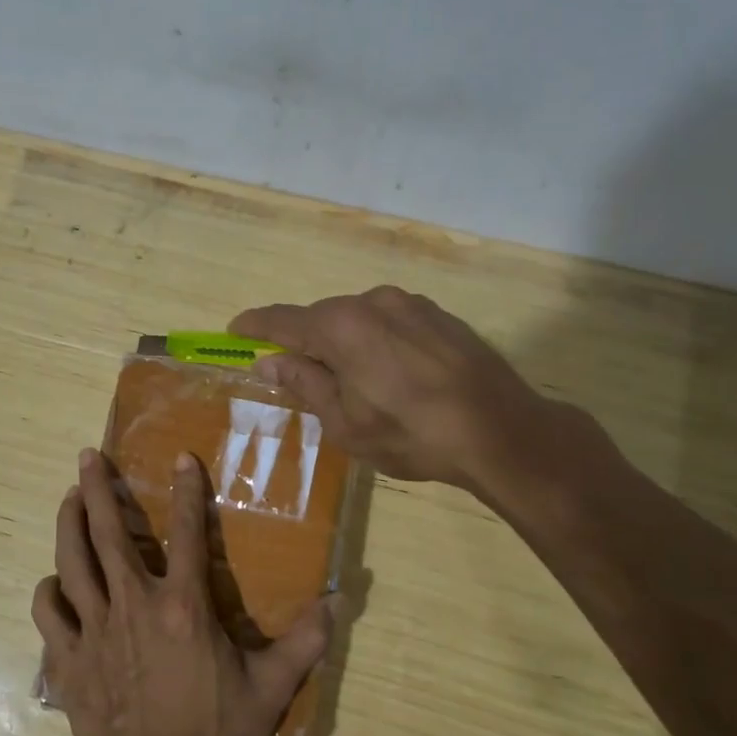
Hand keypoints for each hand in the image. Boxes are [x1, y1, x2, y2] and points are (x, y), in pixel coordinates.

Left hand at [33, 448, 331, 735]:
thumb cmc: (212, 735)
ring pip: (72, 561)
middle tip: (87, 456)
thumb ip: (304, 643)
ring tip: (67, 498)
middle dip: (96, 489)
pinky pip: (48, 613)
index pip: (186, 533)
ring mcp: (95, 629)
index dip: (186, 491)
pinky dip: (48, 592)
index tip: (182, 458)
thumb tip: (338, 601)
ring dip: (68, 524)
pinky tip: (53, 583)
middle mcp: (133, 604)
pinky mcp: (68, 659)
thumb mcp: (269, 690)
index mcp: (182, 606)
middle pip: (108, 533)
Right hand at [232, 286, 588, 513]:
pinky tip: (391, 375)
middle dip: (304, 343)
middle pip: (322, 318)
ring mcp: (411, 304)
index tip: (234, 329)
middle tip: (298, 376)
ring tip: (353, 384)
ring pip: (358, 320)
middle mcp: (372, 302)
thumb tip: (270, 363)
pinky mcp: (439, 315)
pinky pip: (390, 322)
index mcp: (341, 327)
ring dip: (344, 344)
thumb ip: (305, 384)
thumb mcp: (345, 422)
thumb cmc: (412, 433)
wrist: (502, 430)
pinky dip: (376, 342)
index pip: (283, 321)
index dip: (255, 326)